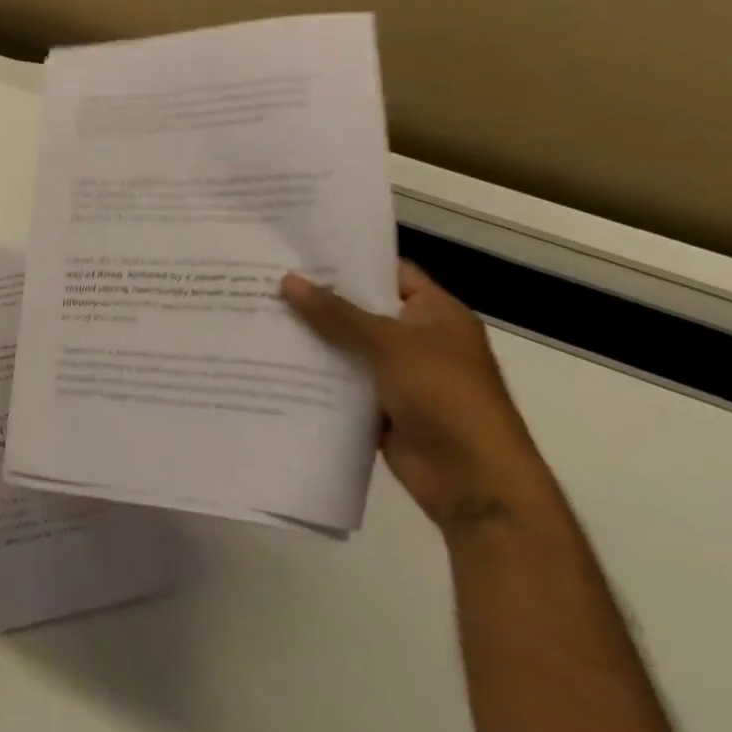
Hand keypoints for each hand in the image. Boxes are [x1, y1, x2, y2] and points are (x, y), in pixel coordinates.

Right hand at [281, 263, 559, 538]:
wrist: (474, 483)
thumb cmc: (445, 397)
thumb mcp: (389, 344)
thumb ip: (336, 313)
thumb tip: (287, 280)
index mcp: (436, 314)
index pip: (388, 271)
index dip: (347, 258)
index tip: (297, 248)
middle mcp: (418, 339)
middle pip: (361, 308)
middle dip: (317, 296)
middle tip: (265, 276)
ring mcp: (399, 374)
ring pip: (346, 345)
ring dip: (311, 334)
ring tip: (257, 311)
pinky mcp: (381, 405)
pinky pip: (341, 379)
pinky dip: (314, 371)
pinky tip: (271, 357)